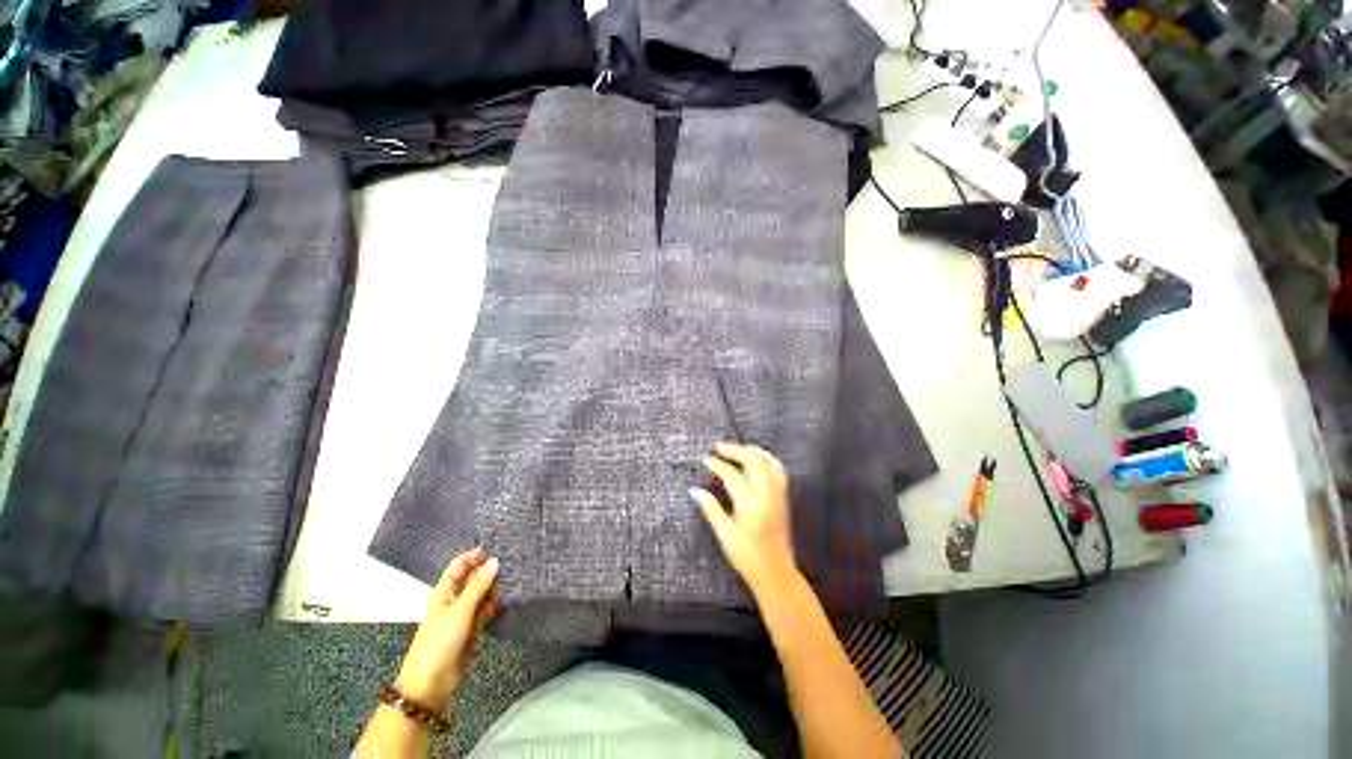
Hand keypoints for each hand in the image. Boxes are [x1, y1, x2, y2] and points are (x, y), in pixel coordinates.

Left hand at [395, 549, 499, 712]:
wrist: (432, 684)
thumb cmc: (439, 643)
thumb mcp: (460, 611)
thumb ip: (478, 586)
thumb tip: (495, 560)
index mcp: (445, 591)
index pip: (461, 564)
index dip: (477, 556)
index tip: (500, 549)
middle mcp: (455, 599)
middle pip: (474, 577)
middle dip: (491, 570)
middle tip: (514, 562)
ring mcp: (464, 614)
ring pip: (483, 593)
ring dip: (496, 587)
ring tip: (518, 576)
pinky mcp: (473, 628)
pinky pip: (487, 609)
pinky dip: (497, 603)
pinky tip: (511, 597)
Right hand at [692, 442, 798, 593]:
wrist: (776, 573)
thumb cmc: (747, 557)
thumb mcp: (725, 535)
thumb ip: (711, 509)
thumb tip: (694, 490)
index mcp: (751, 504)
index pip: (732, 475)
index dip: (718, 465)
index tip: (705, 458)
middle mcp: (767, 494)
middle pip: (754, 461)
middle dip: (736, 450)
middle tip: (719, 446)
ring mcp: (778, 494)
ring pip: (768, 462)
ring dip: (752, 451)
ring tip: (737, 448)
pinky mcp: (783, 497)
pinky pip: (778, 469)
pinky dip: (766, 459)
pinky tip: (755, 460)